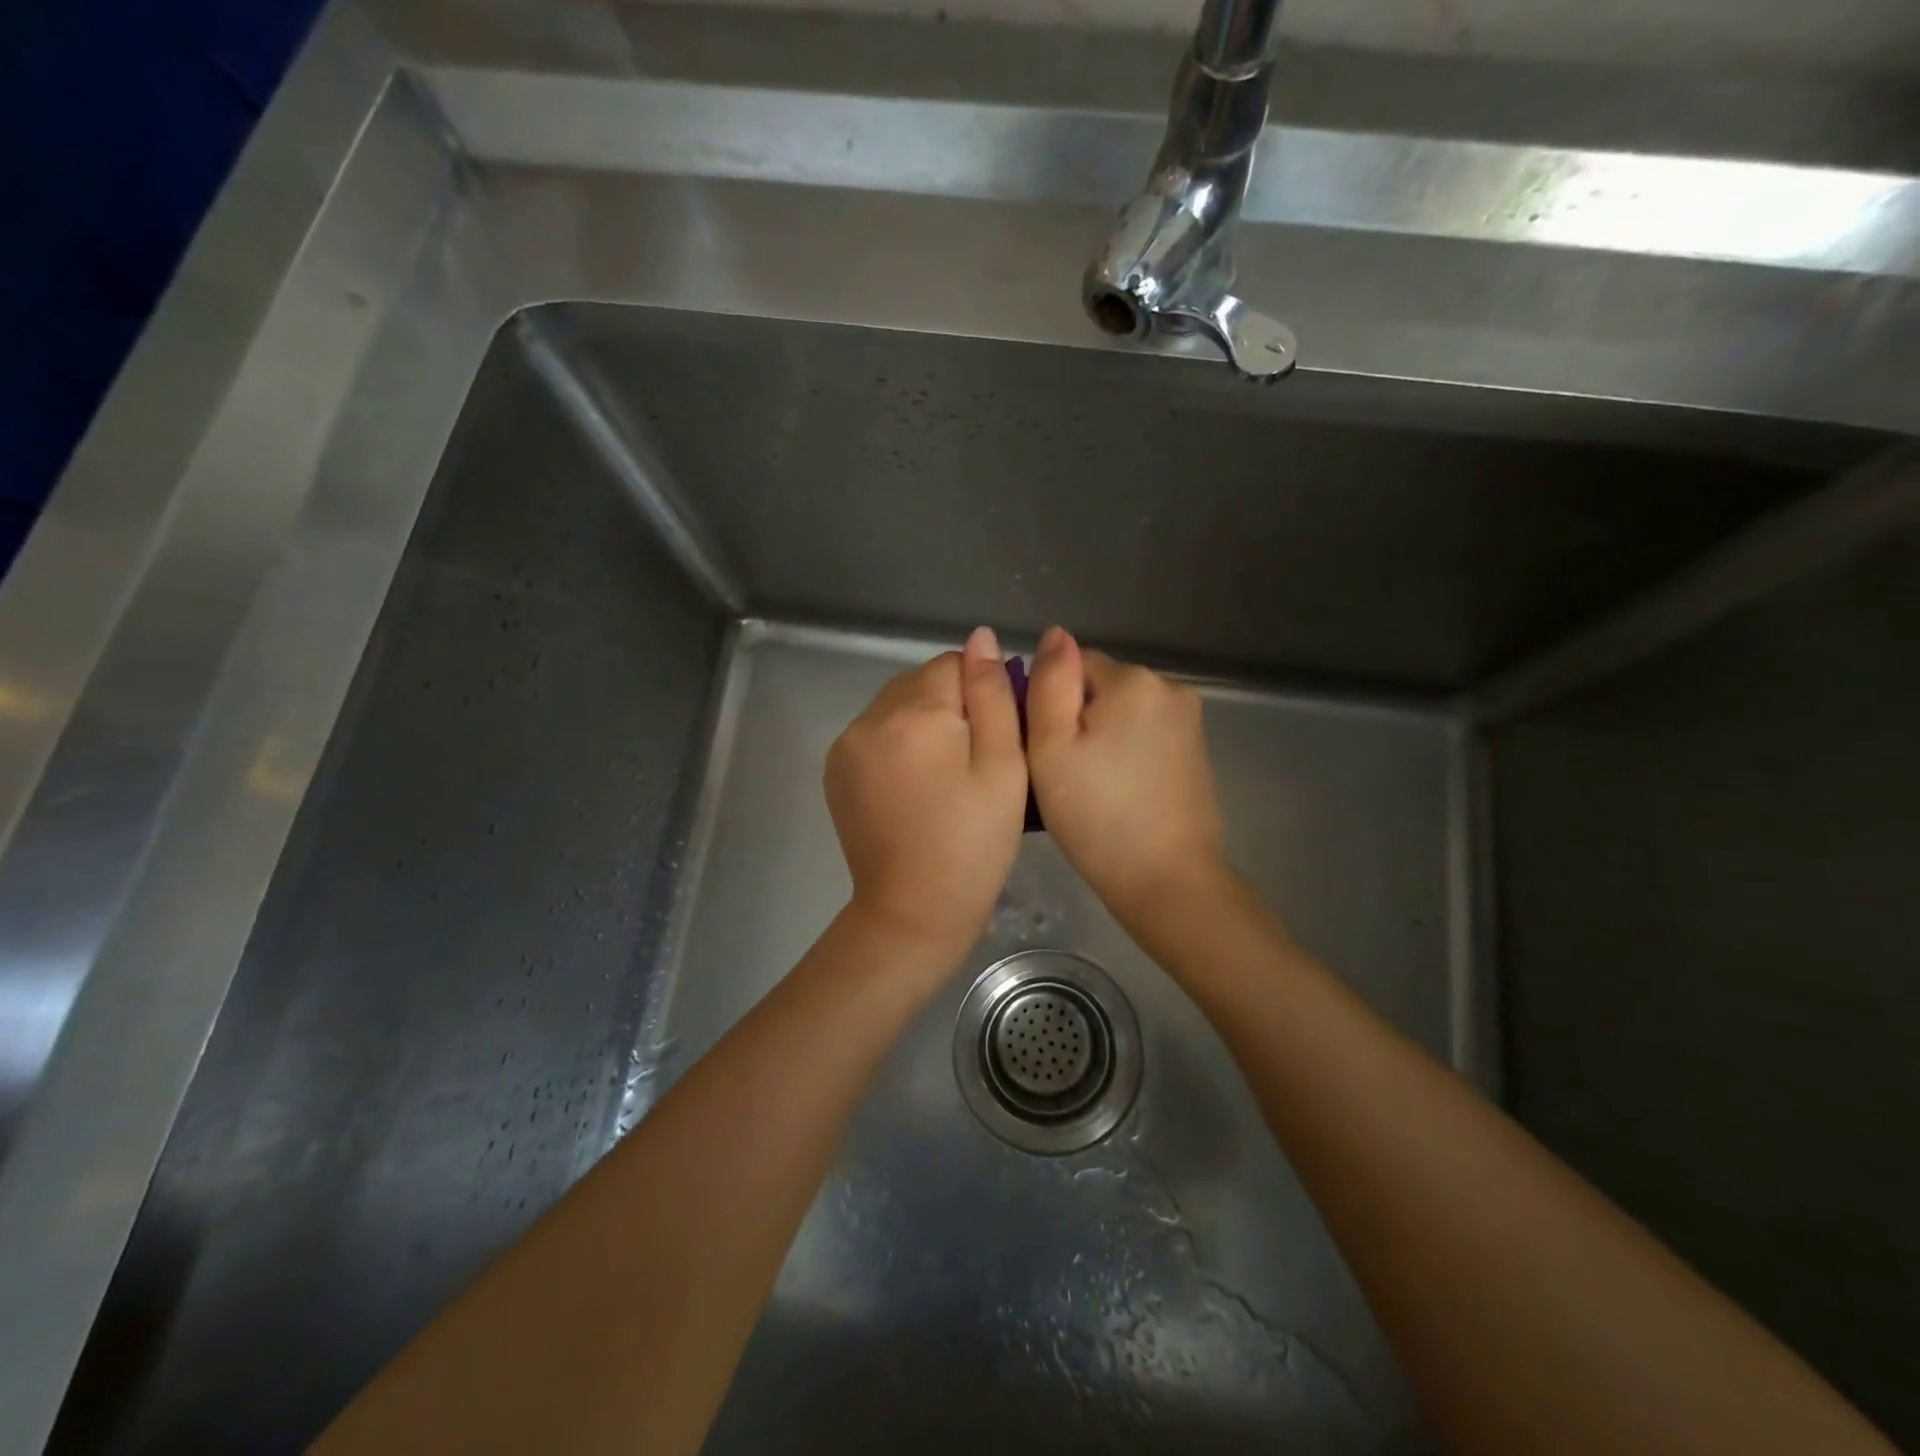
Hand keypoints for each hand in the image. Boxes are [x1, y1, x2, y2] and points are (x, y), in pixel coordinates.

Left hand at [826, 627, 1028, 965]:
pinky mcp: (836, 770)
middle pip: (921, 682)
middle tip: (974, 763)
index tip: (995, 740)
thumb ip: (992, 695)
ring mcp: (847, 744)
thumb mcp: (1003, 767)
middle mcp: (871, 717)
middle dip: (952, 707)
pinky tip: (915, 786)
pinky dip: (897, 744)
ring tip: (944, 777)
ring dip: (923, 723)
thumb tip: (981, 638)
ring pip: (897, 706)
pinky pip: (874, 732)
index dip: (983, 695)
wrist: (913, 911)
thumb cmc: (973, 842)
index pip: (955, 664)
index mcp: (915, 712)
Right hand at [1025, 627, 1226, 923]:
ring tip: (1092, 787)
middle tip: (1066, 774)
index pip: (1072, 666)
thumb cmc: (1097, 815)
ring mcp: (1189, 720)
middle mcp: (1169, 687)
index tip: (1048, 751)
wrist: (1167, 880)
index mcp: (1133, 680)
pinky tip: (1120, 793)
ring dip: (1102, 737)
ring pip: (1122, 713)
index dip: (1050, 706)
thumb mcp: (1051, 746)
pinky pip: (1145, 735)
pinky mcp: (1196, 750)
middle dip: (1079, 720)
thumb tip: (1056, 634)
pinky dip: (1127, 754)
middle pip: (1100, 687)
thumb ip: (1050, 682)